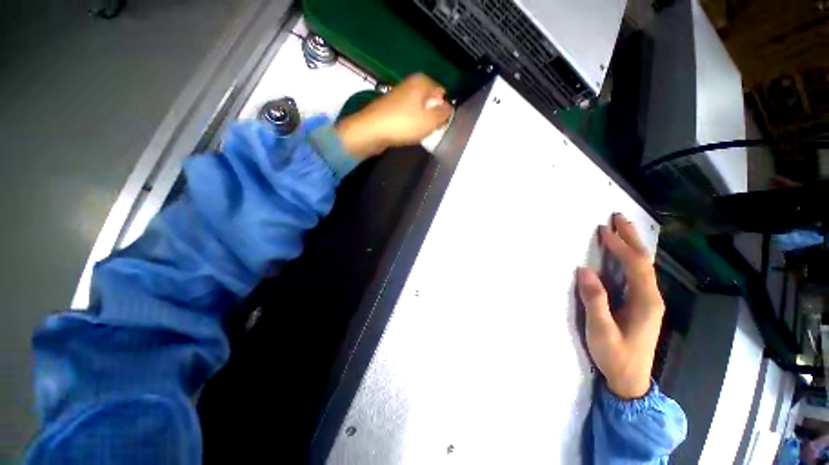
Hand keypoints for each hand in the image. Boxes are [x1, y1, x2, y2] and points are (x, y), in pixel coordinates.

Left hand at [335, 73, 451, 159]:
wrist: (371, 131)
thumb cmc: (403, 124)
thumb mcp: (430, 120)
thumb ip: (444, 113)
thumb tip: (448, 108)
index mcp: (422, 81)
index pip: (442, 93)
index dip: (444, 109)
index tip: (440, 123)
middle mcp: (410, 84)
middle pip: (430, 101)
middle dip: (432, 116)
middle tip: (430, 130)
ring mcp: (399, 95)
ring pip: (418, 109)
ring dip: (421, 121)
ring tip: (419, 133)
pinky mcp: (391, 108)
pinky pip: (407, 115)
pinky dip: (410, 124)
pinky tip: (408, 133)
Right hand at [577, 214, 664, 398]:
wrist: (631, 380)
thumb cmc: (616, 356)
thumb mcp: (601, 331)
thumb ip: (594, 300)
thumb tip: (584, 271)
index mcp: (645, 302)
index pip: (635, 265)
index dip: (620, 246)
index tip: (604, 230)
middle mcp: (651, 297)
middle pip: (644, 261)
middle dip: (631, 238)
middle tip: (618, 218)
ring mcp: (647, 301)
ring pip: (642, 267)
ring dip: (631, 246)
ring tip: (619, 229)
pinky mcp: (641, 305)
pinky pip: (637, 275)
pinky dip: (629, 259)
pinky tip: (623, 255)